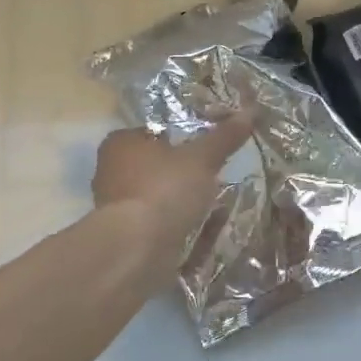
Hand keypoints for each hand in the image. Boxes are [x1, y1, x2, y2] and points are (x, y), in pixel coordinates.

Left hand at [92, 114, 252, 261]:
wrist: (137, 249)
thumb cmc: (165, 190)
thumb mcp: (202, 158)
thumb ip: (224, 137)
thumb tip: (249, 111)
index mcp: (121, 143)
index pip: (156, 131)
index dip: (183, 137)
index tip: (208, 148)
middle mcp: (111, 171)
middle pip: (157, 166)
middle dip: (184, 174)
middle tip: (214, 176)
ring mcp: (115, 207)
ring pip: (158, 197)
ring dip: (182, 202)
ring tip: (214, 206)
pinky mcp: (125, 236)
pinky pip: (158, 225)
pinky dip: (178, 226)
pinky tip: (202, 232)